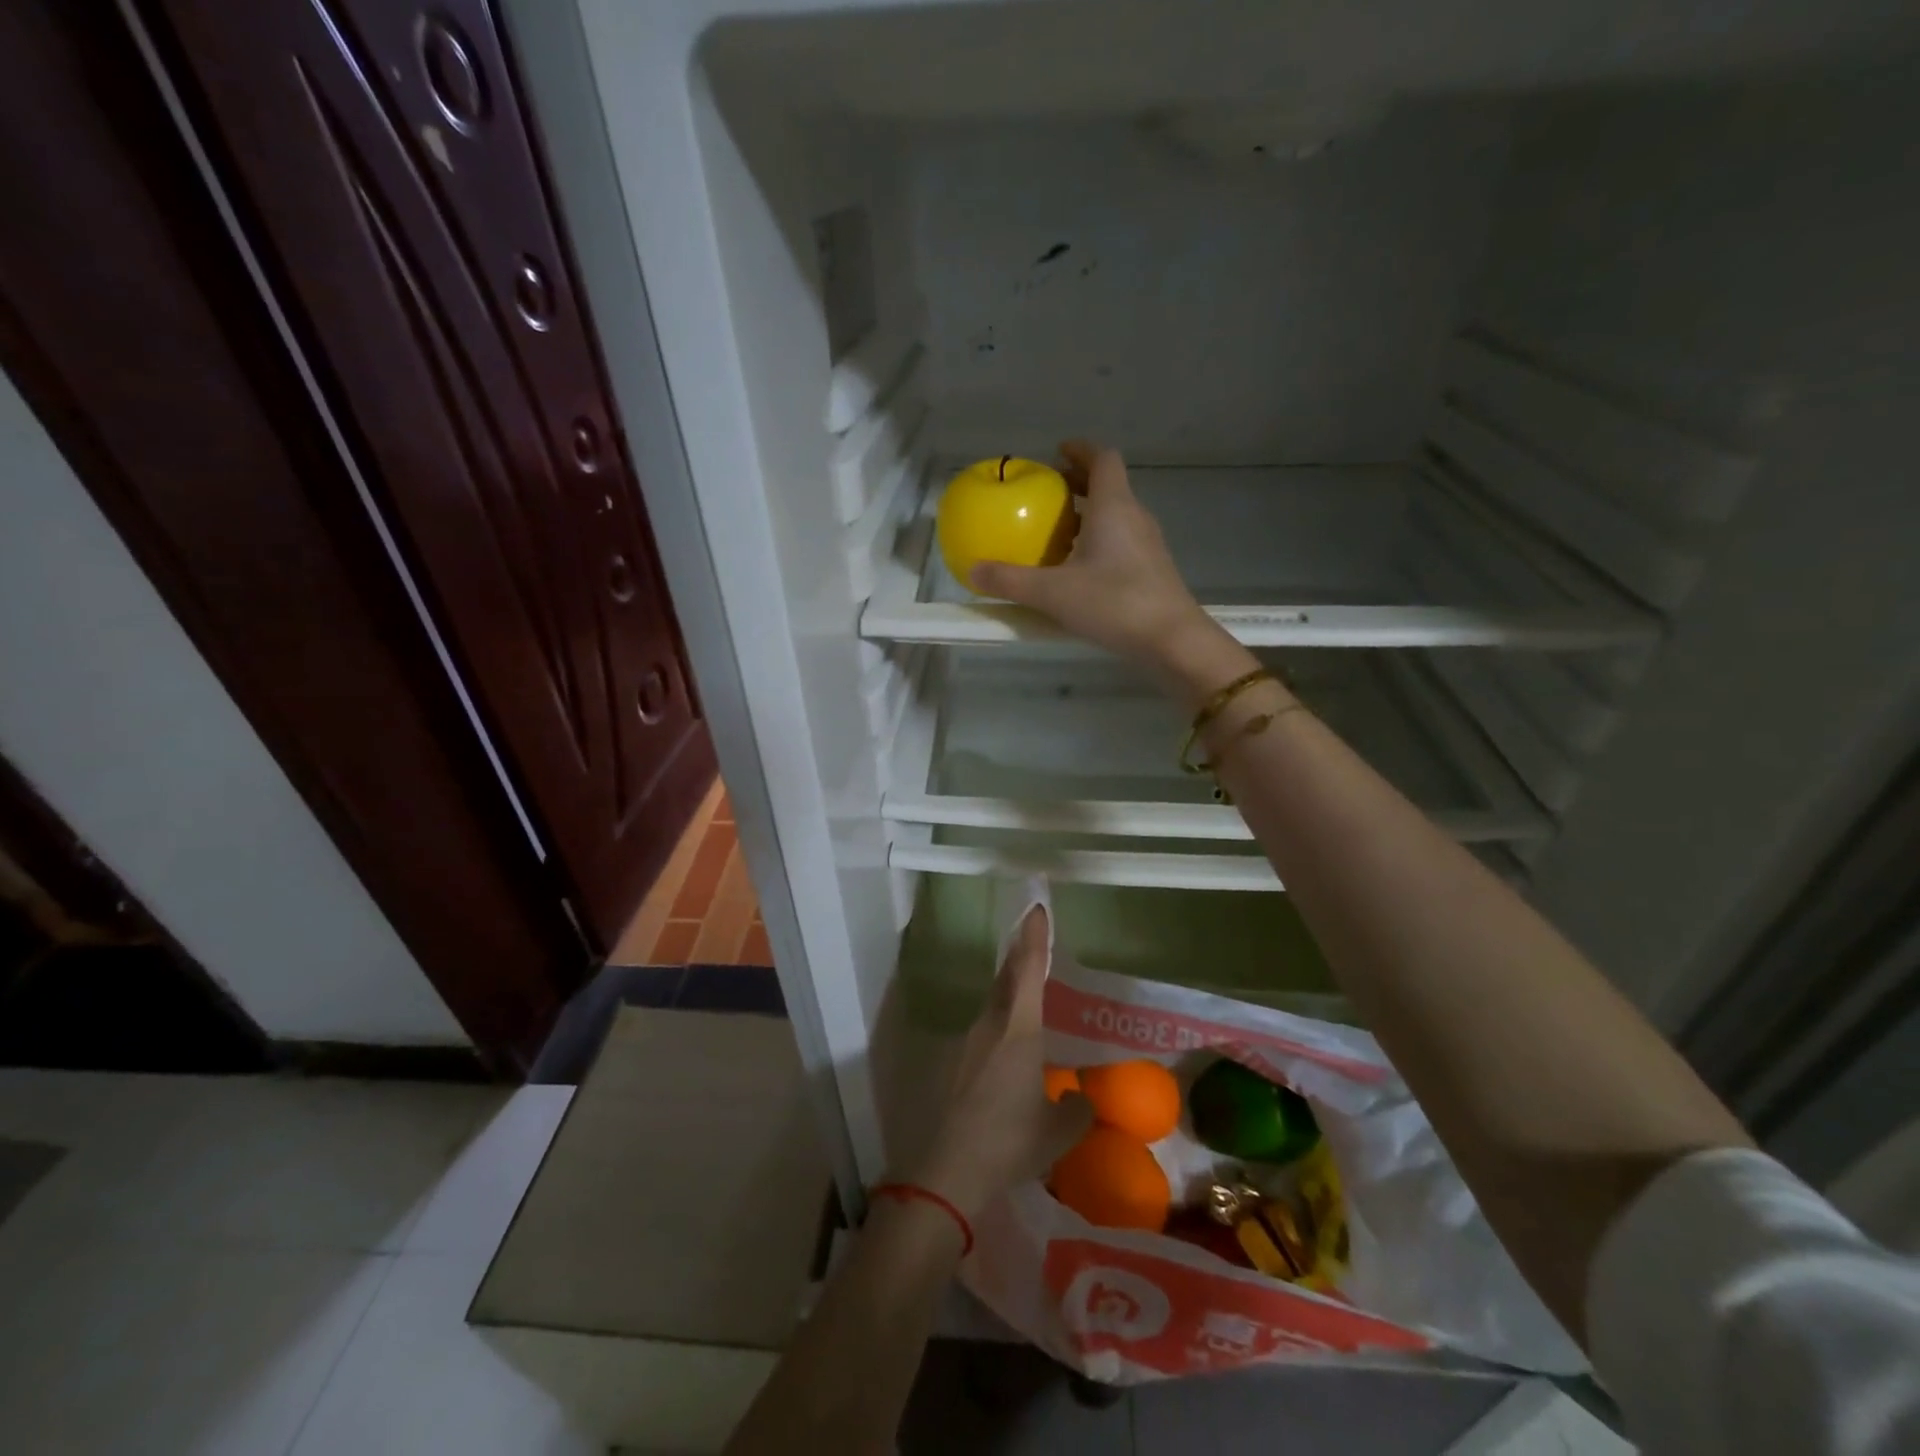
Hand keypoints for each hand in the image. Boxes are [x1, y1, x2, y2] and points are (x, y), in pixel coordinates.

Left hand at [912, 906, 1091, 1219]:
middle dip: (1020, 955)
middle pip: (1006, 978)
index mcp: (1018, 1030)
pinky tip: (1009, 1048)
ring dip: (1009, 990)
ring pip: (993, 1004)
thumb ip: (1076, 1110)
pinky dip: (1000, 1023)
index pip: (1028, 971)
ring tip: (1028, 991)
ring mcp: (967, 1043)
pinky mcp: (954, 1064)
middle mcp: (990, 1026)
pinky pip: (985, 1030)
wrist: (947, 1170)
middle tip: (1033, 938)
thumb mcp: (1057, 1132)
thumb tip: (1081, 1099)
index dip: (1034, 938)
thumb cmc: (1008, 1142)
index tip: (1037, 908)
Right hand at [969, 440, 1214, 674]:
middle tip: (1049, 493)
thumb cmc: (1113, 603)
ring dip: (1090, 514)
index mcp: (1114, 506)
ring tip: (1059, 532)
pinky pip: (1122, 541)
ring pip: (1117, 515)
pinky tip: (1079, 569)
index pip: (1102, 459)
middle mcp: (1135, 517)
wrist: (1171, 641)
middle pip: (1109, 485)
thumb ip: (1010, 581)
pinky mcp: (1152, 571)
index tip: (1058, 452)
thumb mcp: (1052, 593)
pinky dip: (1100, 541)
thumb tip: (973, 573)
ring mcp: (1148, 545)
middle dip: (1079, 483)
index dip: (1080, 450)